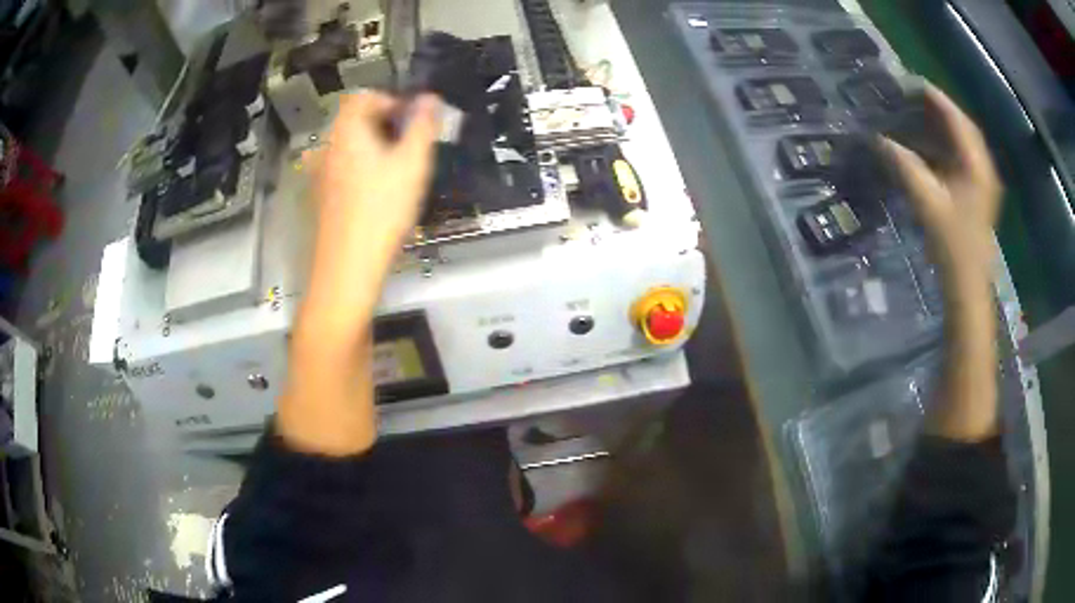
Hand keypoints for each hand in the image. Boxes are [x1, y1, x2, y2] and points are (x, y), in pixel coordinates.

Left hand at [300, 92, 439, 343]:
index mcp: (347, 131)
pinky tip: (379, 194)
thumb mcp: (412, 163)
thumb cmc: (382, 209)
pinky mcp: (322, 198)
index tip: (412, 121)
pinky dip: (362, 169)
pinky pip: (343, 169)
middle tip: (411, 147)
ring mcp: (321, 174)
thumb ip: (423, 125)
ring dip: (375, 148)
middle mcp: (328, 147)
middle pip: (354, 121)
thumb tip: (430, 97)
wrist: (347, 266)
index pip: (362, 97)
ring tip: (399, 171)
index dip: (390, 101)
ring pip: (349, 147)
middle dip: (385, 125)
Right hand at [880, 85, 1001, 294]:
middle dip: (938, 108)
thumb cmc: (953, 245)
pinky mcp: (978, 192)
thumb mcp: (927, 202)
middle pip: (962, 125)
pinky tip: (929, 145)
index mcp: (977, 164)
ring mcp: (983, 180)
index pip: (955, 117)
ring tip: (917, 114)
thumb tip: (878, 139)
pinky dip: (945, 145)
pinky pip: (962, 157)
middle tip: (912, 96)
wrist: (968, 285)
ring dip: (941, 126)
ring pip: (963, 141)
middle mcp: (984, 166)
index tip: (908, 81)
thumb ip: (903, 165)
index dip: (932, 96)